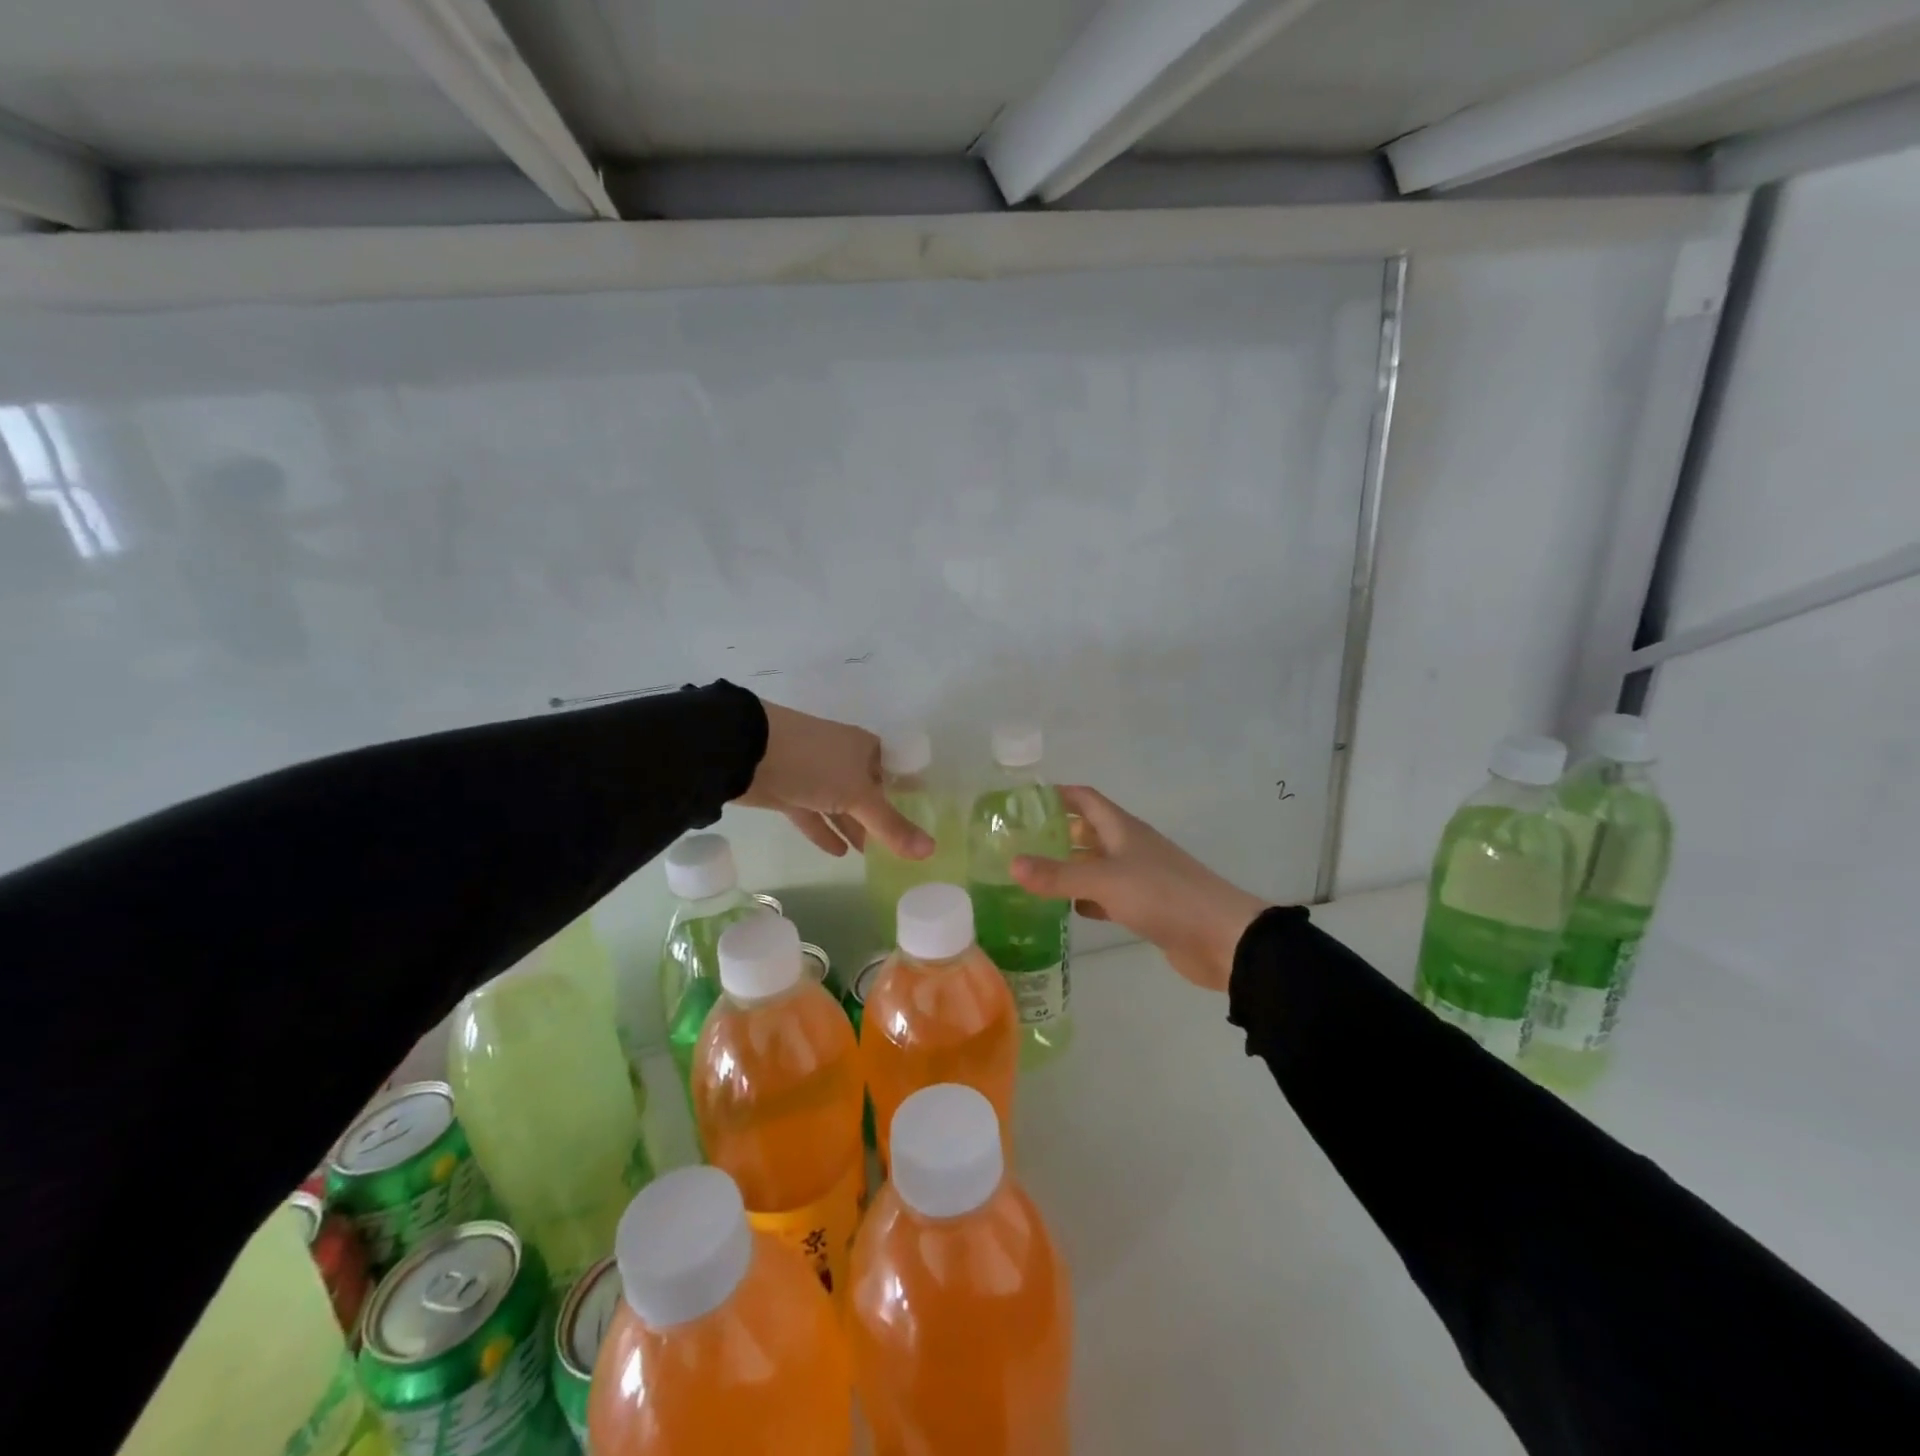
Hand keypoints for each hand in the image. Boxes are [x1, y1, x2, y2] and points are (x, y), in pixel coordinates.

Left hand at [736, 702, 933, 860]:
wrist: (747, 752)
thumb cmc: (814, 763)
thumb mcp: (858, 795)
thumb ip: (891, 826)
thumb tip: (931, 851)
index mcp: (865, 748)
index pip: (895, 771)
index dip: (909, 793)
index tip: (924, 818)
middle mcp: (842, 758)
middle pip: (868, 792)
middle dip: (881, 817)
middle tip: (900, 847)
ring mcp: (814, 774)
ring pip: (841, 805)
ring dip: (854, 827)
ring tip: (873, 856)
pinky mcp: (789, 791)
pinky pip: (814, 815)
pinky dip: (825, 831)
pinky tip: (840, 853)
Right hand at [1010, 786, 1266, 991]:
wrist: (1222, 938)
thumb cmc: (1163, 896)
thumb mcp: (1105, 881)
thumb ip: (1059, 875)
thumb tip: (1012, 864)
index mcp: (1123, 829)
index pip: (1085, 799)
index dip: (1057, 794)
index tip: (1023, 801)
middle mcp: (1129, 847)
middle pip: (1088, 831)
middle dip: (1056, 833)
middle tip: (1017, 842)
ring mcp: (1139, 878)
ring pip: (1095, 865)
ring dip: (1068, 867)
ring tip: (1030, 874)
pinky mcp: (1145, 907)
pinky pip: (1107, 896)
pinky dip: (1085, 899)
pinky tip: (1064, 909)